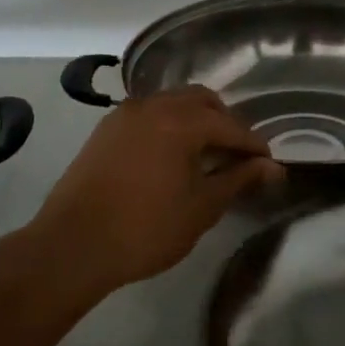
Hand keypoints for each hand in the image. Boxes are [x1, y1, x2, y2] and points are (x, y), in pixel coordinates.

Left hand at [28, 87, 282, 296]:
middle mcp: (153, 105)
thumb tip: (272, 167)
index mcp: (181, 120)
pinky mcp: (106, 129)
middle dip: (224, 122)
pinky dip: (168, 125)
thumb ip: (238, 180)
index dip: (253, 145)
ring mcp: (125, 114)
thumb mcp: (201, 207)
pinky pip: (148, 114)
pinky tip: (170, 156)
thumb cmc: (145, 229)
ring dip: (194, 120)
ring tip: (205, 156)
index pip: (230, 125)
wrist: (72, 245)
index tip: (268, 164)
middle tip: (236, 155)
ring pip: (172, 102)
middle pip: (201, 100)